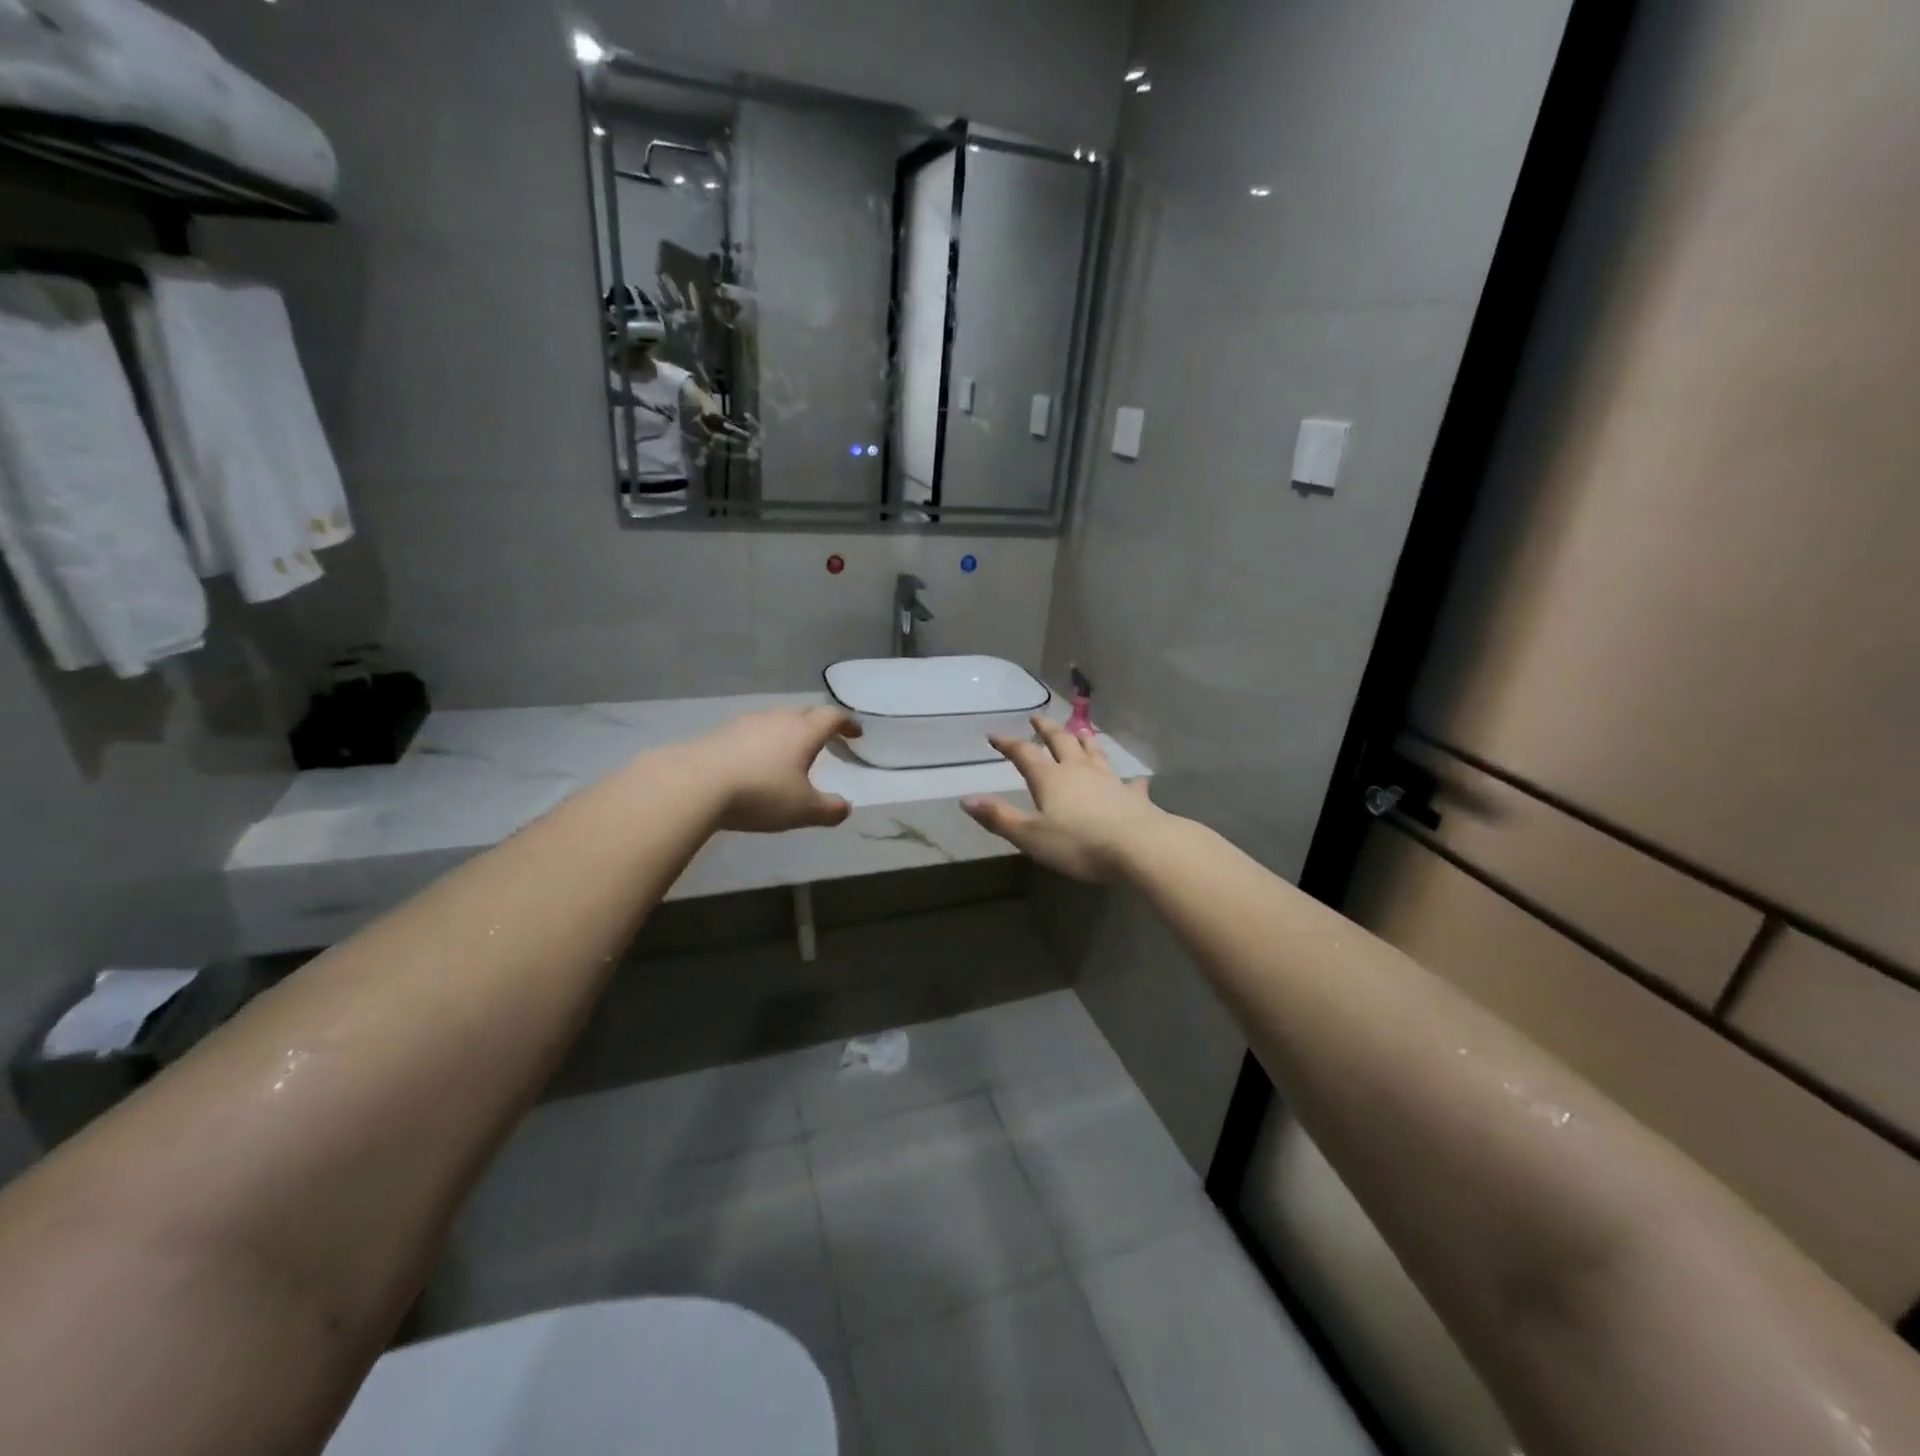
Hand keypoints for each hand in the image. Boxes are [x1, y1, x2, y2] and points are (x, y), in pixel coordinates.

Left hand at [684, 707, 861, 832]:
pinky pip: (750, 733)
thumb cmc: (761, 793)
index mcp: (804, 731)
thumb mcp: (803, 810)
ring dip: (786, 733)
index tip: (855, 733)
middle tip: (824, 741)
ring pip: (774, 721)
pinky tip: (753, 763)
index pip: (832, 717)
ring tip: (788, 753)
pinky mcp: (719, 733)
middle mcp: (777, 719)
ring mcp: (745, 723)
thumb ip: (829, 810)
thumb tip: (846, 808)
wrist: (695, 784)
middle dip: (817, 725)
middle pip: (803, 714)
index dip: (847, 723)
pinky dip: (760, 743)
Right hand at [963, 716, 1162, 881]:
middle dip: (1047, 729)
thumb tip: (966, 800)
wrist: (1138, 847)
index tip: (995, 735)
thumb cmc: (1078, 843)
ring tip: (1080, 730)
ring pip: (1095, 753)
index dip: (1008, 744)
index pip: (1024, 754)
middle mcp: (1079, 771)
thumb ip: (1000, 817)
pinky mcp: (1133, 797)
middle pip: (1061, 742)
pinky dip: (1129, 780)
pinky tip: (1134, 779)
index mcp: (1050, 779)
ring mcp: (1109, 781)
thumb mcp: (1030, 836)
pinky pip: (1130, 783)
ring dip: (1085, 741)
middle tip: (1038, 717)